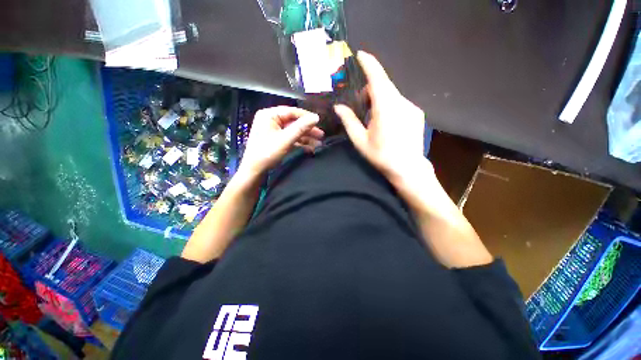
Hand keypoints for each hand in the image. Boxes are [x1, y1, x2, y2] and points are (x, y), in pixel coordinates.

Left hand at [237, 106, 323, 178]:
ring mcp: (274, 131)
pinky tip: (311, 148)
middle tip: (321, 135)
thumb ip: (301, 128)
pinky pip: (291, 138)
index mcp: (269, 115)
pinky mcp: (277, 140)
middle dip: (308, 130)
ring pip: (294, 131)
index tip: (319, 121)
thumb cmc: (267, 152)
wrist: (255, 170)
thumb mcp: (285, 139)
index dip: (306, 116)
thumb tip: (316, 117)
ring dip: (306, 137)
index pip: (291, 112)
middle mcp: (271, 120)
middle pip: (294, 122)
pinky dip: (300, 143)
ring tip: (319, 143)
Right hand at [334, 51, 429, 182]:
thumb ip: (349, 121)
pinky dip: (389, 105)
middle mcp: (401, 102)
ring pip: (392, 94)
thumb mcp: (361, 141)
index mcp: (385, 108)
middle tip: (360, 103)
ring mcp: (411, 107)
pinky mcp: (417, 114)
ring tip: (372, 116)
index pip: (377, 78)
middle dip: (370, 88)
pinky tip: (386, 122)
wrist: (408, 168)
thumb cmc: (381, 156)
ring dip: (379, 98)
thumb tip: (338, 107)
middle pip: (384, 85)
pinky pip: (399, 102)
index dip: (369, 63)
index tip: (360, 54)